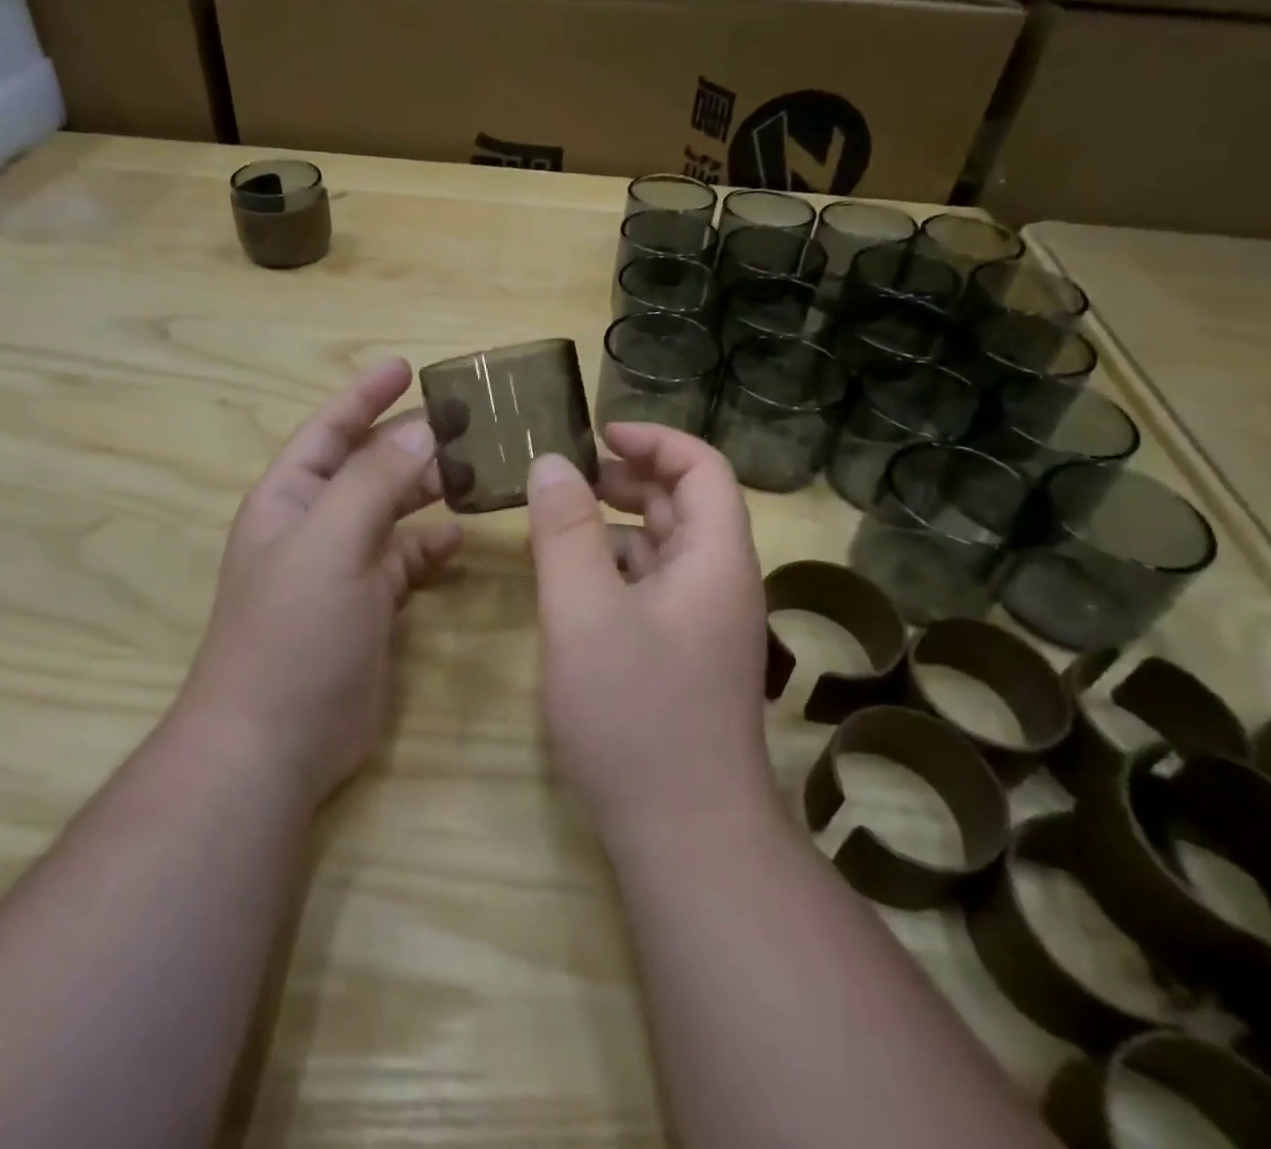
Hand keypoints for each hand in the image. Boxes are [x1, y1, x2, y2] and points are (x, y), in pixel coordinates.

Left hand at [181, 359, 463, 800]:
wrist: (276, 740)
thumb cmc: (293, 630)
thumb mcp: (330, 542)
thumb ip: (374, 481)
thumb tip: (422, 429)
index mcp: (290, 498)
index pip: (330, 429)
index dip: (364, 395)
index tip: (407, 366)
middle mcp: (315, 524)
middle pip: (368, 466)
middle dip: (410, 441)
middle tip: (467, 421)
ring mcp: (344, 566)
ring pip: (392, 510)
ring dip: (427, 488)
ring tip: (477, 469)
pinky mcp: (371, 605)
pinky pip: (406, 559)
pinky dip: (430, 544)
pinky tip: (459, 534)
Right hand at [526, 424, 774, 837]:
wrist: (686, 837)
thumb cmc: (637, 715)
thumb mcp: (584, 613)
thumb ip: (565, 532)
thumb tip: (551, 462)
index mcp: (715, 559)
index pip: (702, 468)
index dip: (655, 439)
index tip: (598, 433)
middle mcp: (719, 583)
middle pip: (682, 504)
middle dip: (627, 479)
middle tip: (567, 475)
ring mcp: (702, 624)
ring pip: (662, 549)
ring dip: (614, 525)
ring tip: (556, 522)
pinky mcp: (681, 656)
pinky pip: (649, 589)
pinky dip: (612, 569)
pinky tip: (570, 583)